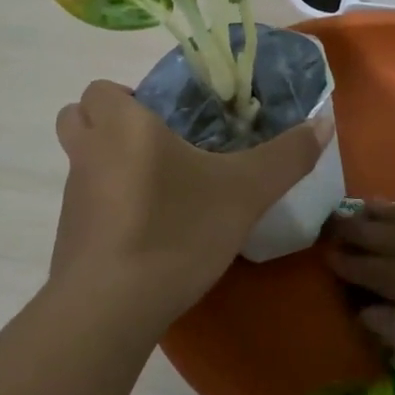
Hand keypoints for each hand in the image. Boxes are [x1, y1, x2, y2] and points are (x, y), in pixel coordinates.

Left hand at [50, 80, 331, 319]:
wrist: (113, 305)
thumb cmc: (177, 229)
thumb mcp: (245, 193)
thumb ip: (286, 156)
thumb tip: (324, 122)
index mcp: (122, 126)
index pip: (102, 89)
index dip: (129, 97)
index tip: (168, 121)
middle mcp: (87, 153)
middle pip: (79, 119)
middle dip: (110, 125)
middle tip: (159, 147)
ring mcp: (73, 198)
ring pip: (84, 164)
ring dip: (111, 167)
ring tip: (162, 193)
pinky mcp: (70, 238)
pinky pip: (87, 207)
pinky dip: (110, 210)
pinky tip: (148, 235)